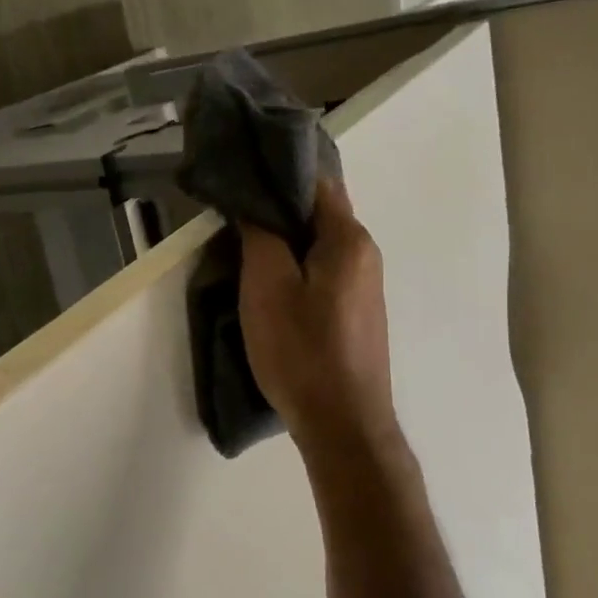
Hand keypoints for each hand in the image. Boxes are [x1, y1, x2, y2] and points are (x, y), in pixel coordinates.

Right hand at [237, 178, 396, 454]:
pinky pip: (323, 272)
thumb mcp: (267, 287)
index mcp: (348, 240)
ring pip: (319, 245)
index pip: (317, 183)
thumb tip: (253, 202)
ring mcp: (365, 286)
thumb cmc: (302, 350)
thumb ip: (260, 236)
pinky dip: (296, 266)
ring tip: (242, 246)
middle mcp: (366, 255)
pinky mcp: (356, 313)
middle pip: (319, 214)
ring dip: (284, 240)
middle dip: (277, 209)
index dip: (278, 174)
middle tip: (232, 213)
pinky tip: (270, 283)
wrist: (343, 423)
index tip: (240, 176)